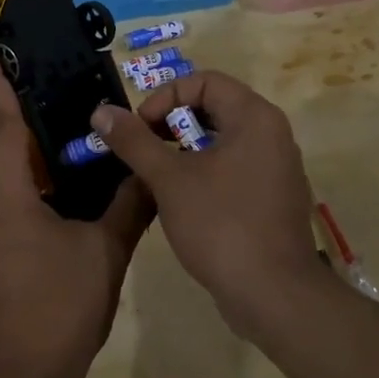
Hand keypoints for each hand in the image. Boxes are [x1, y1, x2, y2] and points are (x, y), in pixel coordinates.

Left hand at [0, 39, 155, 377]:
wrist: (29, 371)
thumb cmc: (62, 304)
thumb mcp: (107, 249)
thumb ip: (131, 202)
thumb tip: (150, 166)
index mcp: (7, 193)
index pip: (1, 122)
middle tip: (36, 101)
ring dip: (3, 142)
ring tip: (53, 136)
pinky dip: (14, 170)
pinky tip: (57, 180)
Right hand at [90, 71, 320, 336]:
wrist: (274, 296)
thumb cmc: (221, 225)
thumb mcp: (169, 179)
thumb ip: (134, 141)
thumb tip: (102, 111)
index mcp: (254, 117)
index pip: (205, 81)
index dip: (165, 97)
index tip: (140, 129)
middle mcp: (272, 134)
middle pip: (214, 107)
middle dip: (171, 124)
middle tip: (143, 150)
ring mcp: (276, 168)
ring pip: (222, 141)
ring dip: (184, 150)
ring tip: (155, 176)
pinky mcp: (272, 198)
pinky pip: (234, 168)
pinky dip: (204, 172)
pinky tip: (180, 201)